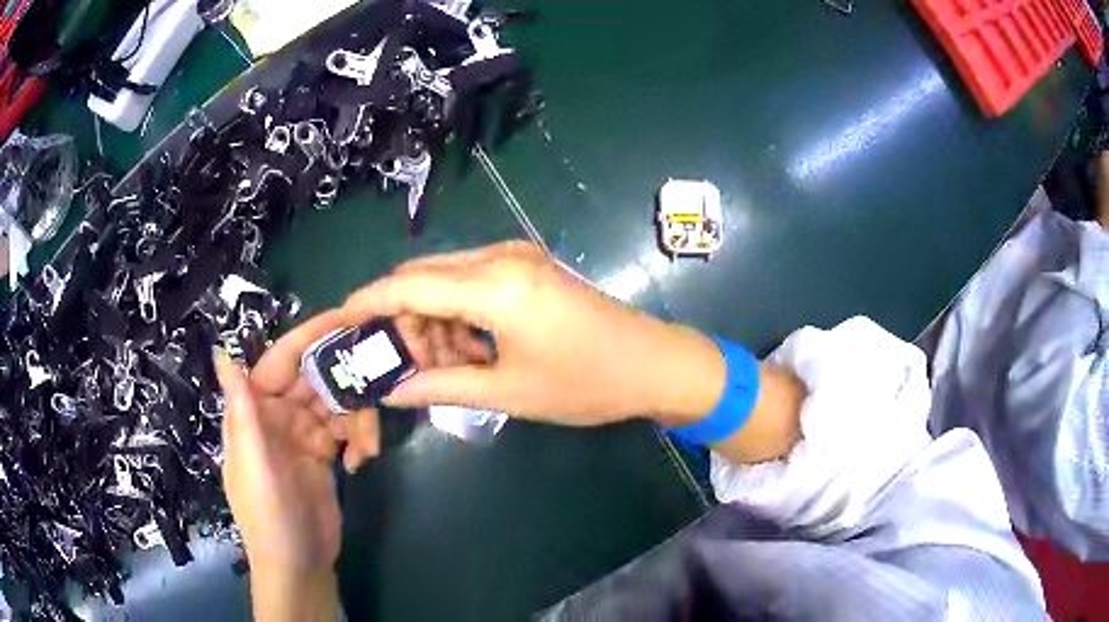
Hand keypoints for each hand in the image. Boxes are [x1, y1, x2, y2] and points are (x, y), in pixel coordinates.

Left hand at [216, 311, 379, 620]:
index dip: (309, 338)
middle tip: (377, 379)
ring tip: (367, 449)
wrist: (299, 565)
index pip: (280, 361)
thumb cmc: (269, 517)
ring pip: (335, 404)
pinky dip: (358, 440)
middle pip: (313, 379)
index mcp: (254, 412)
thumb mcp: (253, 466)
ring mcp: (302, 434)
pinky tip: (362, 461)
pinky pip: (345, 429)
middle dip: (343, 381)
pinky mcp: (324, 453)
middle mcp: (277, 415)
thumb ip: (242, 412)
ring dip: (356, 420)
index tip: (347, 319)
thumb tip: (224, 353)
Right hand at [339, 241, 727, 426]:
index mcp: (494, 285)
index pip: (408, 285)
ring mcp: (517, 258)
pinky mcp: (529, 267)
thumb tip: (390, 390)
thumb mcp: (508, 392)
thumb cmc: (586, 384)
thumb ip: (440, 386)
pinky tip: (466, 350)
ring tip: (437, 366)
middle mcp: (500, 257)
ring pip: (447, 281)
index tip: (340, 321)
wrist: (654, 363)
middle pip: (424, 277)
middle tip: (395, 362)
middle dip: (401, 318)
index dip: (368, 302)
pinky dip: (458, 314)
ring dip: (431, 319)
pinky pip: (474, 283)